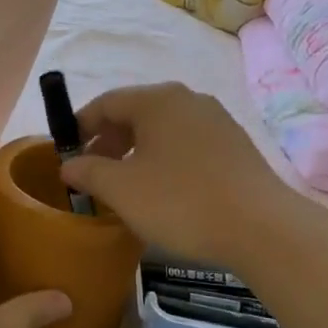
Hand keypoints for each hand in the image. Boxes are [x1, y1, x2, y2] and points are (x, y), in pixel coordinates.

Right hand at [59, 82, 298, 268]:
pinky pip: (187, 143)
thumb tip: (68, 164)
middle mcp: (188, 99)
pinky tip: (164, 191)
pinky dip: (165, 159)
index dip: (80, 126)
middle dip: (109, 141)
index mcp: (157, 100)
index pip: (106, 102)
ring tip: (125, 186)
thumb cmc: (182, 202)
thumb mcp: (122, 190)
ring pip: (163, 129)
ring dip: (137, 152)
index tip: (65, 153)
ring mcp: (216, 120)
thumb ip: (88, 171)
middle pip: (136, 113)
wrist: (262, 228)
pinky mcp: (235, 145)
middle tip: (93, 173)